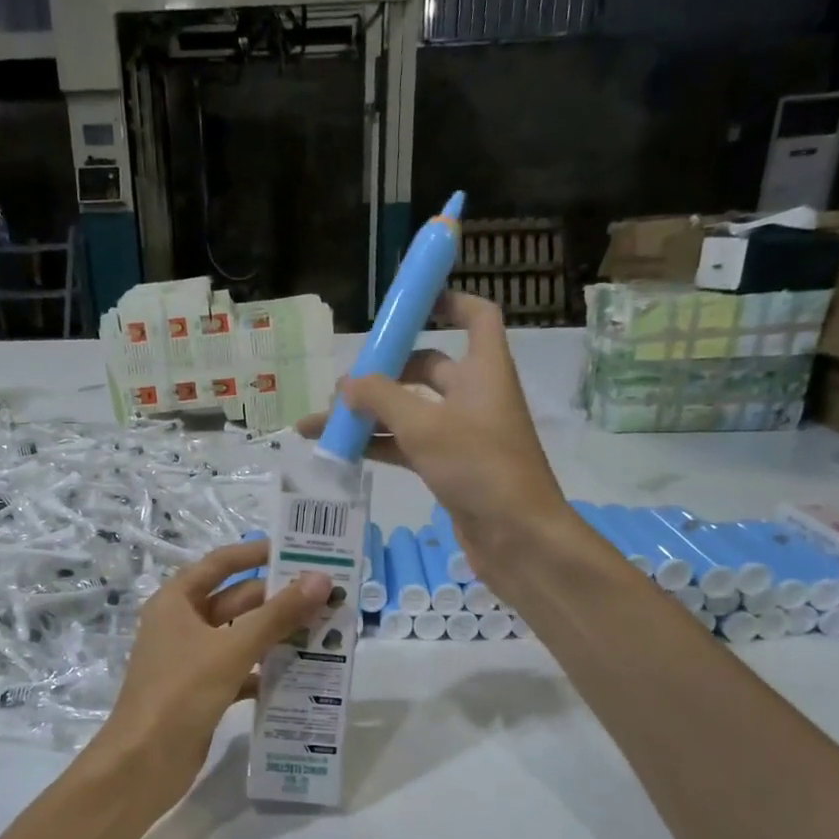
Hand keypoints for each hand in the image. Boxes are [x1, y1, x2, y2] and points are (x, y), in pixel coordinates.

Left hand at [93, 540, 329, 805]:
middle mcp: (182, 625)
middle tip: (326, 596)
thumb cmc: (181, 692)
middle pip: (236, 600)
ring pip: (242, 636)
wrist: (143, 764)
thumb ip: (278, 614)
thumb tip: (320, 579)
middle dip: (278, 598)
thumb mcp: (232, 649)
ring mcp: (192, 660)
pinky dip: (266, 670)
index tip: (297, 550)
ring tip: (325, 630)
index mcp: (177, 602)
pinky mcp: (204, 691)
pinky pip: (241, 670)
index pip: (220, 564)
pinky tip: (302, 674)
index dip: (256, 553)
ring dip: (277, 635)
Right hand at [296, 291, 572, 576]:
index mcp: (483, 370)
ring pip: (410, 410)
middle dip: (383, 373)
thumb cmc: (480, 467)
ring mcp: (462, 434)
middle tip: (341, 387)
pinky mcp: (450, 467)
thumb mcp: (425, 426)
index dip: (447, 300)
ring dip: (370, 415)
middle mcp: (474, 396)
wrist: (517, 538)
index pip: (476, 316)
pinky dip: (379, 445)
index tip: (408, 303)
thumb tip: (346, 384)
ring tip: (321, 423)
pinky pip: (408, 445)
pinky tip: (342, 451)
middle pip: (427, 367)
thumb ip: (381, 399)